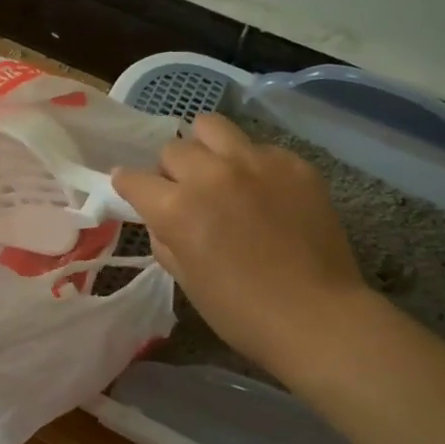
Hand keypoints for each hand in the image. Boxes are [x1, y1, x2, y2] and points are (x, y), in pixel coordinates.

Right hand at [112, 112, 367, 377]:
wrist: (316, 317)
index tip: (133, 189)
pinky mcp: (292, 163)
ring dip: (204, 147)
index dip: (128, 184)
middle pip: (172, 149)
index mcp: (177, 208)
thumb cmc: (241, 311)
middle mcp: (211, 174)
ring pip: (211, 126)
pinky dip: (250, 164)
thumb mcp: (186, 280)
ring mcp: (255, 162)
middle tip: (185, 192)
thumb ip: (165, 239)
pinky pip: (258, 147)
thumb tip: (161, 217)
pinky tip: (264, 192)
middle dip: (170, 170)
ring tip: (217, 171)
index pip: (134, 178)